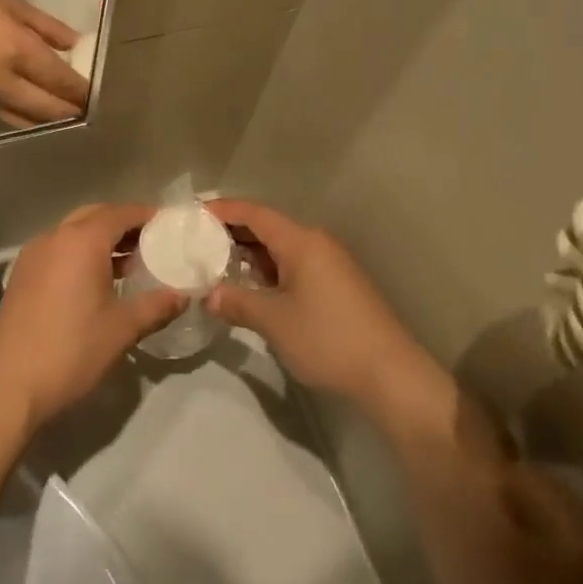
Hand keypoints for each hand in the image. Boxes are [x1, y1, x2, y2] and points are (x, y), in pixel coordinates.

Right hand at [0, 0, 89, 126]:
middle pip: (49, 111)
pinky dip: (25, 118)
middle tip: (90, 108)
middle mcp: (2, 83)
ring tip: (67, 112)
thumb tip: (76, 45)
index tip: (101, 94)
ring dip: (50, 121)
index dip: (84, 91)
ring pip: (27, 122)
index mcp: (16, 51)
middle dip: (73, 111)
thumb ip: (46, 26)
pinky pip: (5, 119)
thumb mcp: (8, 2)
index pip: (62, 82)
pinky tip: (35, 110)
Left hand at [0, 204, 186, 432]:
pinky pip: (57, 250)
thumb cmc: (70, 351)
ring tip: (128, 264)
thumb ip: (156, 306)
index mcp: (81, 241)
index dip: (146, 216)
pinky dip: (80, 254)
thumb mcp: (122, 329)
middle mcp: (54, 238)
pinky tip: (95, 282)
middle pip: (94, 216)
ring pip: (73, 232)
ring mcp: (33, 256)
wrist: (6, 387)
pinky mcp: (21, 277)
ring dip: (100, 239)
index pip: (120, 213)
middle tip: (151, 242)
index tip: (168, 226)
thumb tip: (183, 296)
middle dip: (123, 223)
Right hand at [206, 199, 448, 427]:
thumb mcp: (274, 321)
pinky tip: (249, 287)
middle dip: (231, 232)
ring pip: (280, 248)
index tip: (192, 214)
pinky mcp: (336, 286)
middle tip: (196, 241)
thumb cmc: (328, 339)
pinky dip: (267, 271)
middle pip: (268, 227)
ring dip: (249, 254)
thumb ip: (237, 302)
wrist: (390, 373)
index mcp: (302, 242)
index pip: (255, 213)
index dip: (222, 209)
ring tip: (214, 264)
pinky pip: (293, 266)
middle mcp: (316, 244)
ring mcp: (329, 265)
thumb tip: (208, 295)